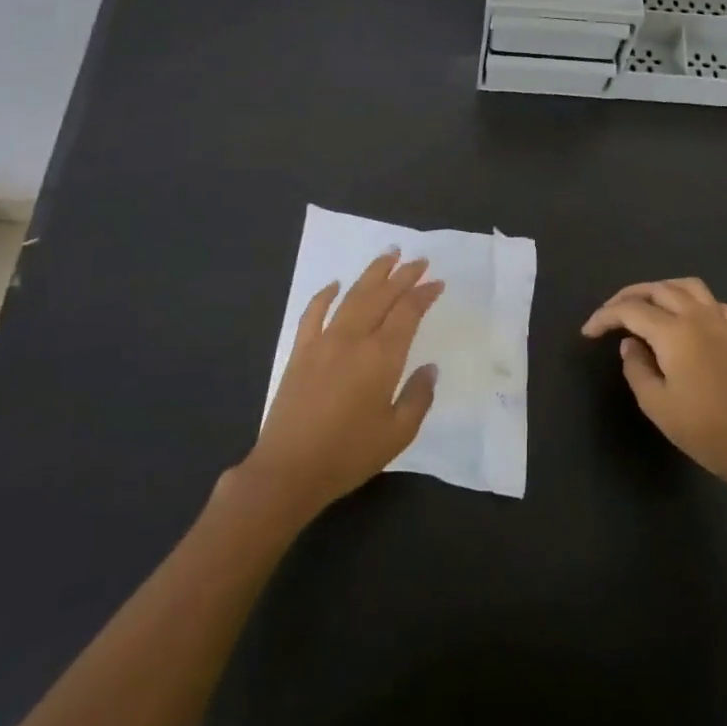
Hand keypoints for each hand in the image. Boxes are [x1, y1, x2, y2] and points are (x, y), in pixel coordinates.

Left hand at [242, 251, 442, 519]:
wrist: (289, 470)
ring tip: (388, 255)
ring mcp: (323, 341)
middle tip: (419, 260)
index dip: (424, 294)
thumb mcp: (397, 434)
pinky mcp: (300, 351)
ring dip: (372, 274)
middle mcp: (354, 339)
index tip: (437, 282)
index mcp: (382, 357)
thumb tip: (429, 368)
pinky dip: (325, 295)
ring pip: (352, 296)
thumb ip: (418, 397)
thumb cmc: (349, 454)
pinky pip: (314, 313)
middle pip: (382, 295)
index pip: (407, 312)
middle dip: (403, 275)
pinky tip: (334, 284)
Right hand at [582, 277, 726, 494]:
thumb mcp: (655, 402)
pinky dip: (692, 299)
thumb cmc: (701, 428)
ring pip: (686, 286)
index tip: (588, 332)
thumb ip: (635, 366)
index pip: (630, 310)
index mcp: (674, 332)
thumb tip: (630, 343)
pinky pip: (711, 301)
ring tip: (643, 304)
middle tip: (609, 315)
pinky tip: (685, 316)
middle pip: (657, 289)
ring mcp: (720, 322)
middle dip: (628, 297)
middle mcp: (697, 317)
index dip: (605, 317)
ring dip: (660, 289)